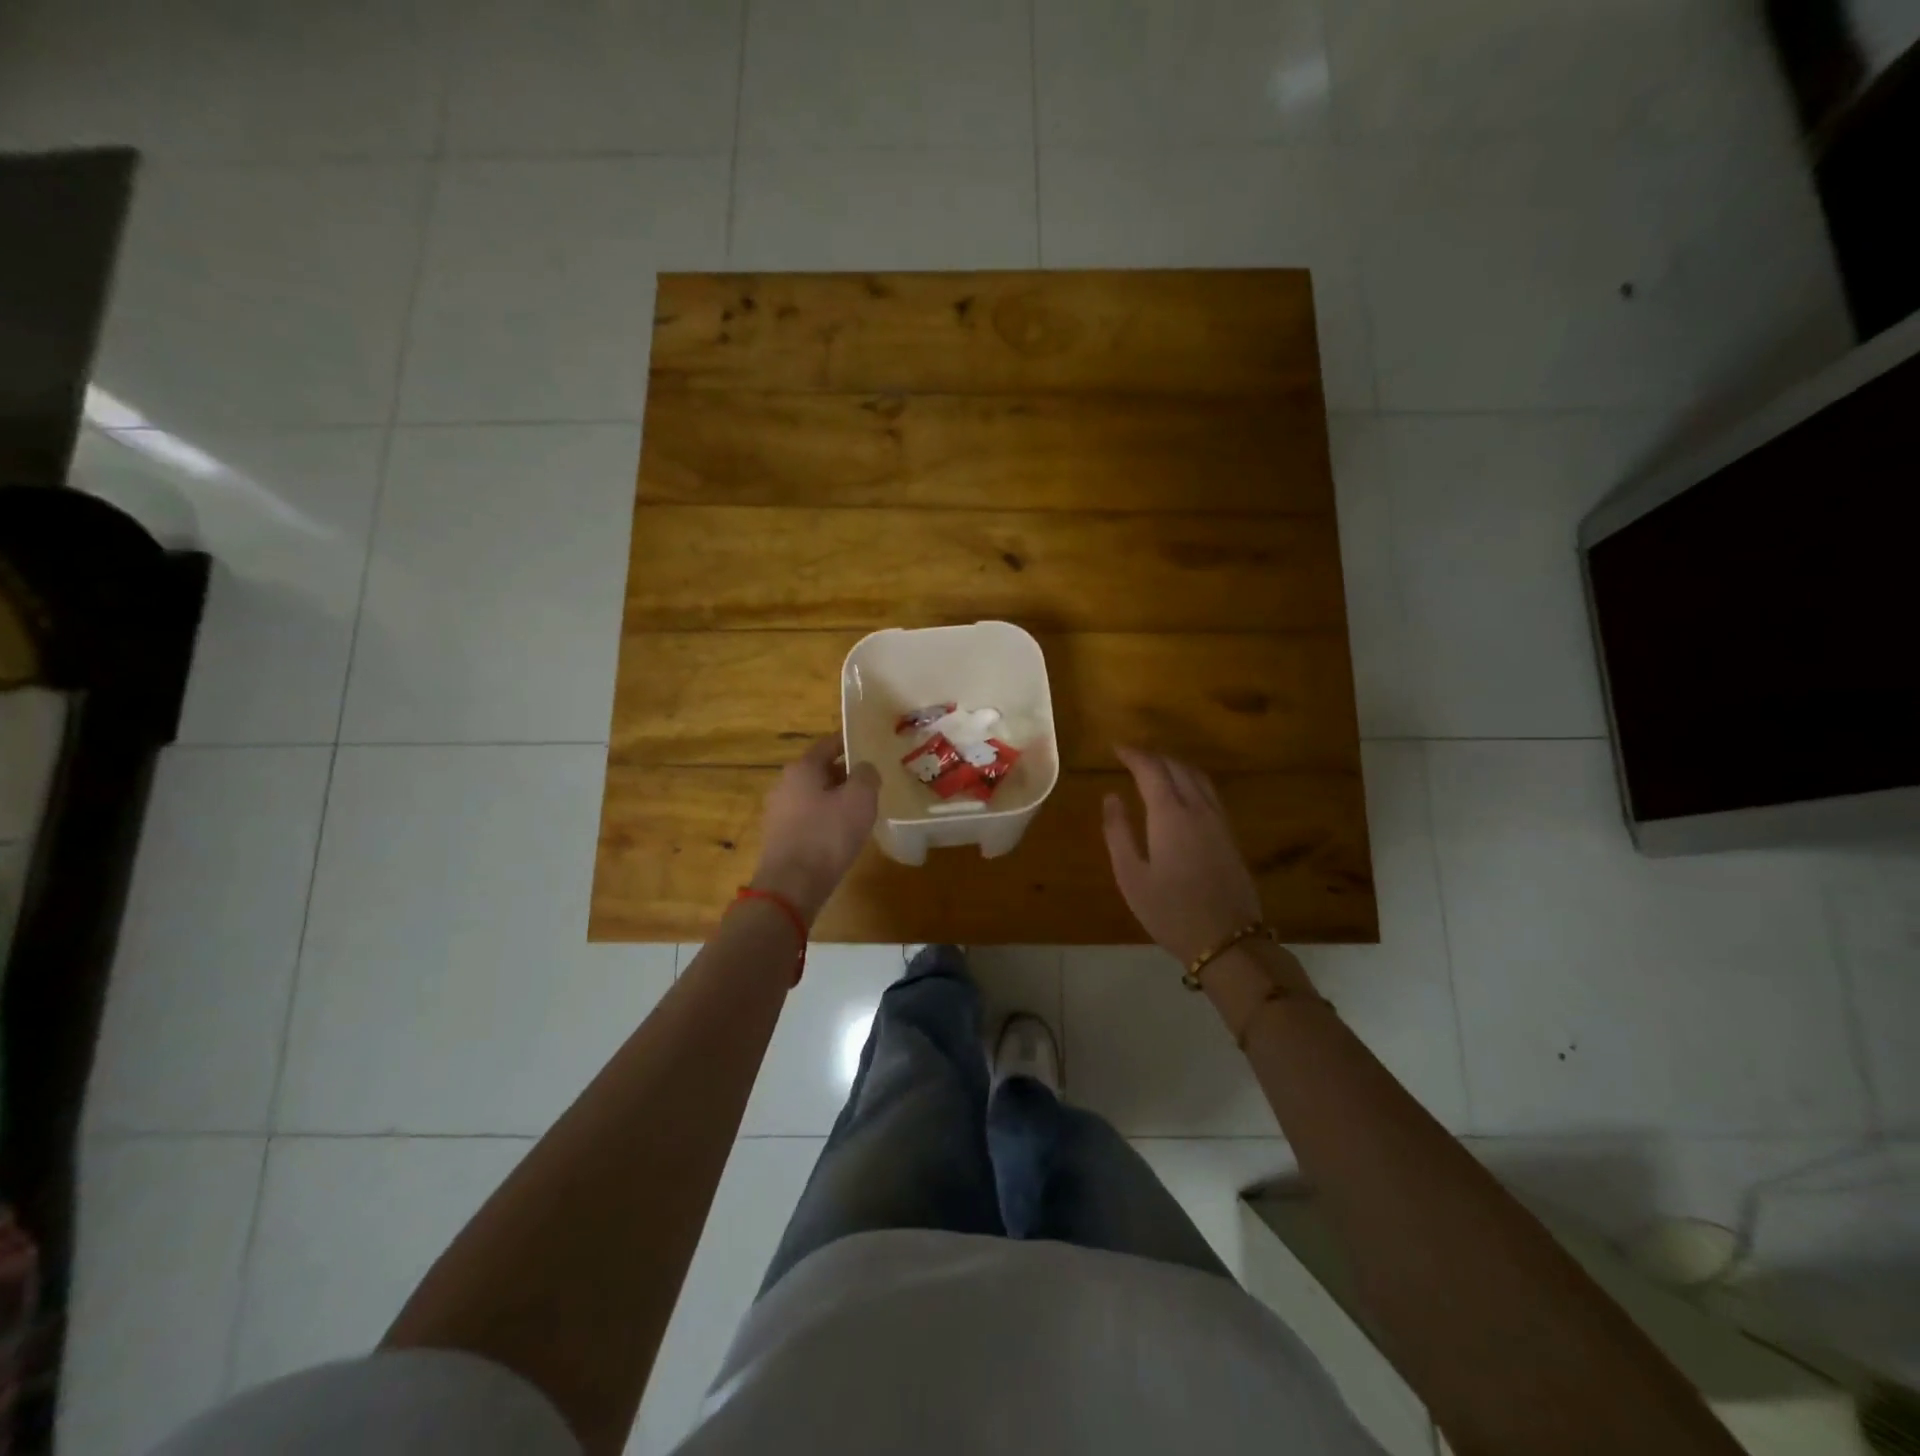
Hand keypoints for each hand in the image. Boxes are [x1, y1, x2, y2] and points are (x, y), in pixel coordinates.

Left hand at [751, 736, 879, 922]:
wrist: (791, 886)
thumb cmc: (827, 835)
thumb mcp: (860, 799)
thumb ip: (866, 775)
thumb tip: (864, 768)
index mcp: (802, 768)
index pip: (829, 744)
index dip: (850, 743)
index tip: (870, 746)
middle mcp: (784, 784)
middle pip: (820, 770)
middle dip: (845, 774)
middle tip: (871, 782)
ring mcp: (778, 812)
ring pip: (813, 795)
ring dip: (835, 798)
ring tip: (860, 809)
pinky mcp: (779, 837)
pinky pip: (807, 818)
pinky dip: (824, 819)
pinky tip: (841, 833)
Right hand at [1102, 747, 1262, 964]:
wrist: (1227, 940)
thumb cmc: (1170, 911)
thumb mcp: (1131, 875)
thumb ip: (1118, 832)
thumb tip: (1111, 797)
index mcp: (1170, 815)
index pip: (1151, 769)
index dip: (1133, 754)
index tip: (1115, 747)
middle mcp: (1198, 809)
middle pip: (1177, 767)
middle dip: (1153, 756)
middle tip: (1130, 756)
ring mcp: (1219, 821)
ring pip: (1197, 777)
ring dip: (1174, 764)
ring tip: (1154, 767)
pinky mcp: (1229, 835)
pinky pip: (1209, 792)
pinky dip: (1190, 779)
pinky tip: (1182, 792)